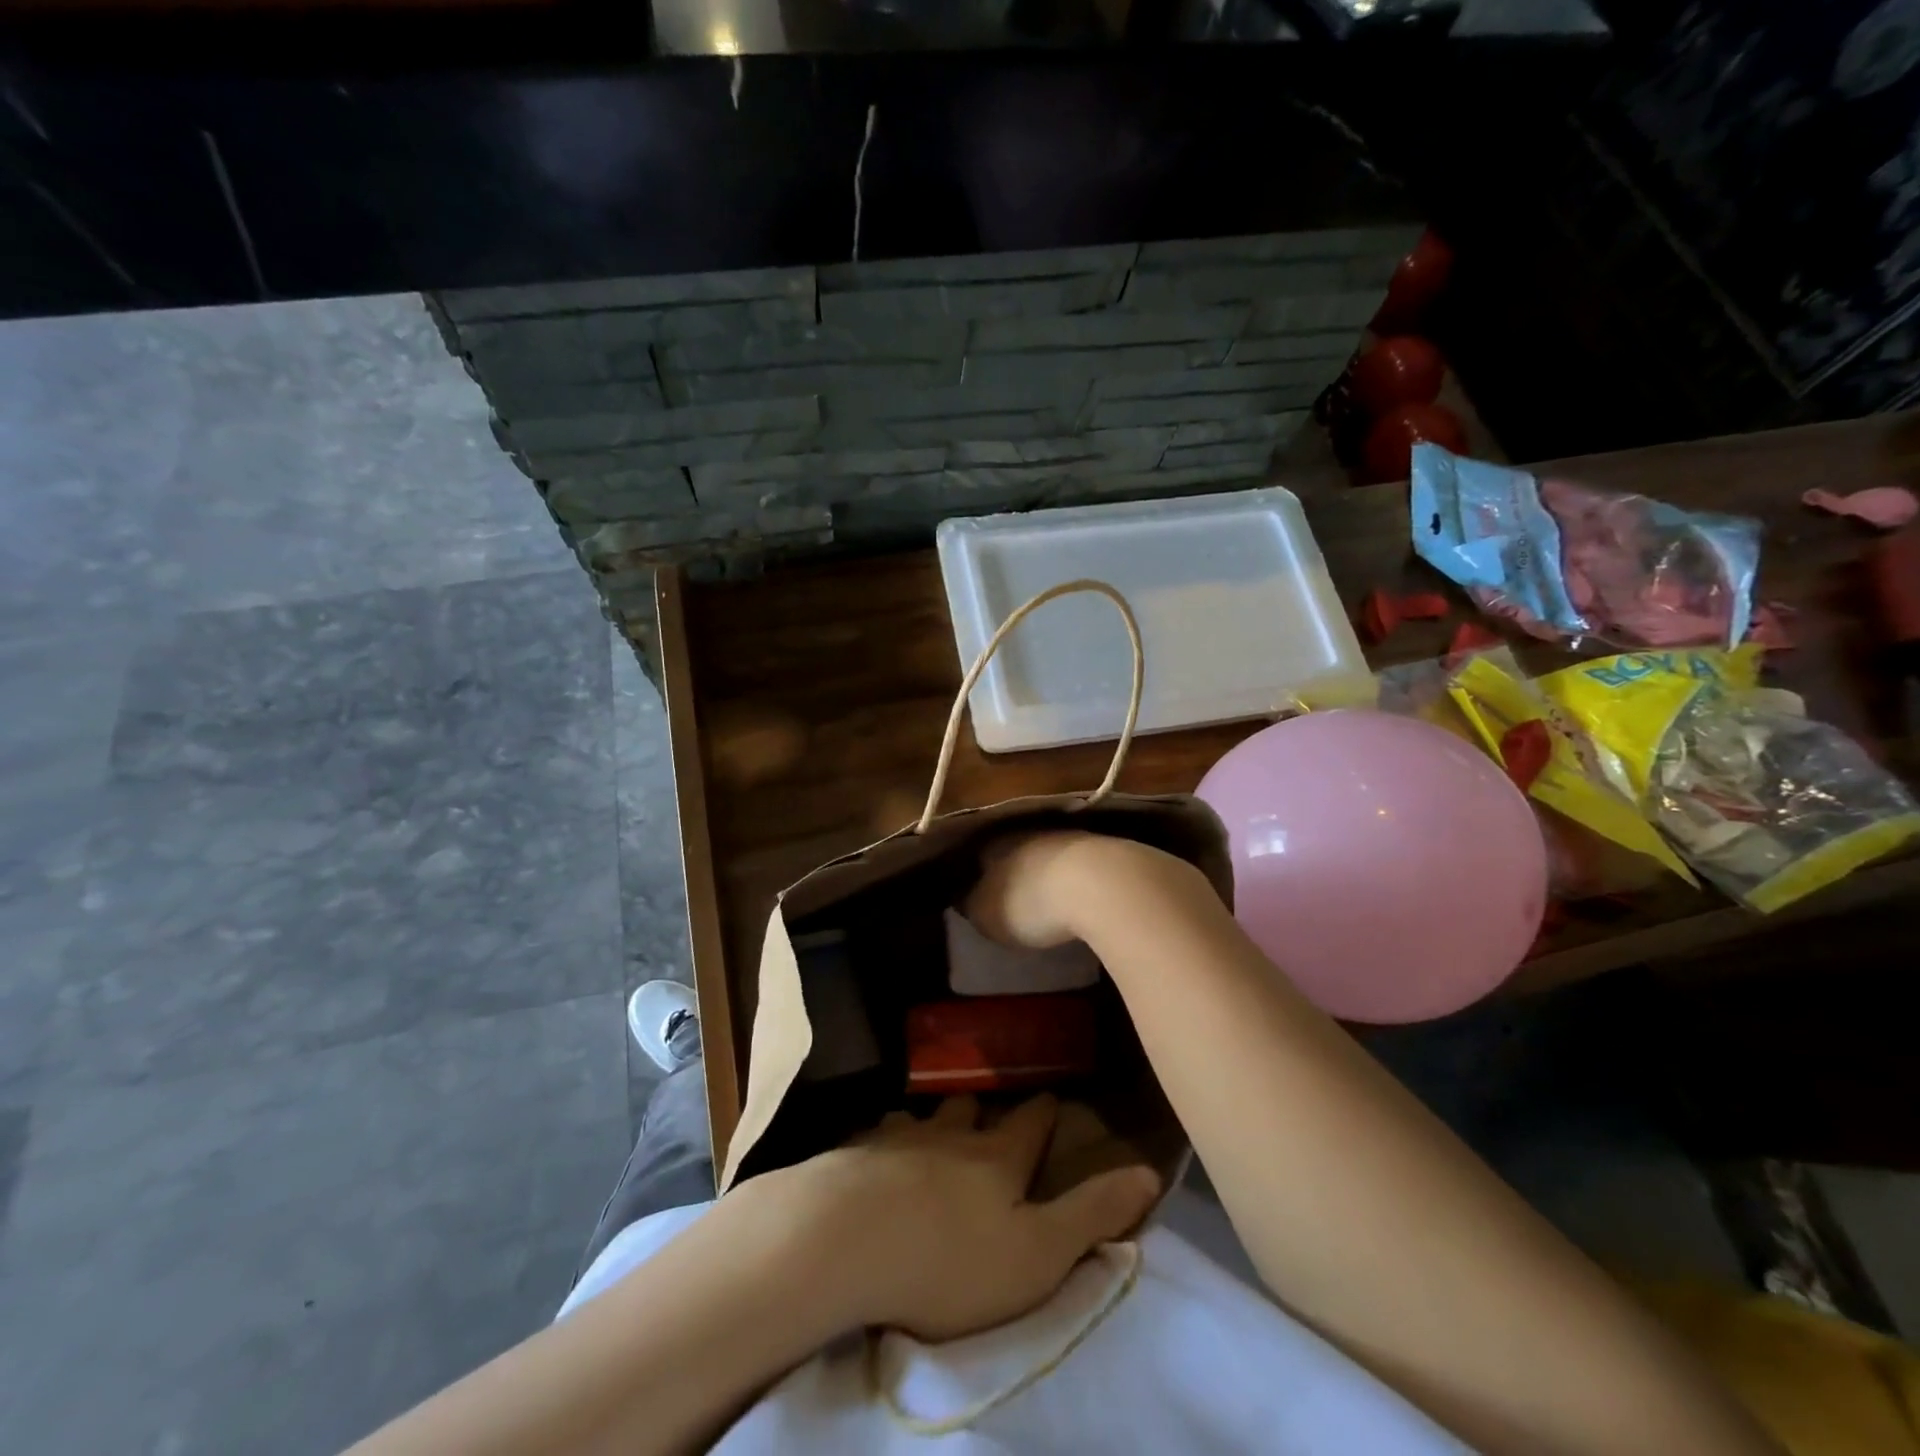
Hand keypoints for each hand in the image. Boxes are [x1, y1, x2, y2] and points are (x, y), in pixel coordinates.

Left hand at [762, 1095, 1159, 1341]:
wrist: (845, 1240)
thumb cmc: (952, 1259)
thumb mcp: (1038, 1253)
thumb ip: (1093, 1213)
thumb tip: (1150, 1171)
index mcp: (998, 1157)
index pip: (1032, 1121)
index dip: (1045, 1109)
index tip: (1052, 1095)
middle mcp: (950, 1135)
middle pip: (972, 1108)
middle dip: (984, 1106)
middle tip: (988, 1108)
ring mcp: (898, 1139)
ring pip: (923, 1116)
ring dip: (933, 1120)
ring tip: (933, 1124)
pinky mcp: (854, 1154)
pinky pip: (875, 1137)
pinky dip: (884, 1140)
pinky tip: (876, 1150)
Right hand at [965, 830, 1182, 949]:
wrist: (1107, 887)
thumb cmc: (1033, 902)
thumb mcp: (987, 915)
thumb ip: (973, 905)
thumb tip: (967, 898)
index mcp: (998, 841)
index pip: (979, 853)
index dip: (976, 873)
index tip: (976, 891)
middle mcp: (1034, 830)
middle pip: (1018, 848)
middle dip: (1015, 869)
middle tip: (1014, 895)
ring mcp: (1075, 837)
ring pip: (1053, 853)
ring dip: (1051, 871)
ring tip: (1052, 898)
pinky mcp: (1111, 850)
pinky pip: (1084, 865)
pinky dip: (1081, 879)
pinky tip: (1085, 897)